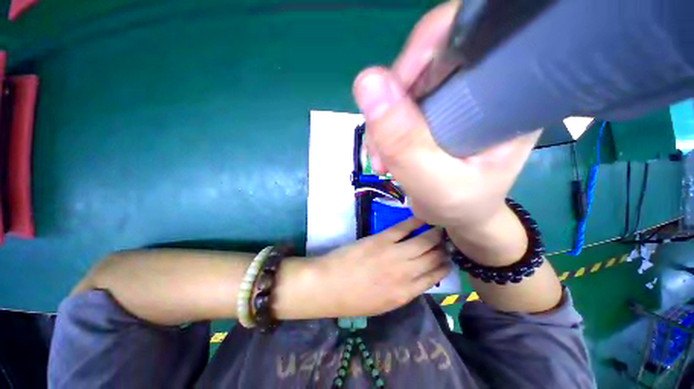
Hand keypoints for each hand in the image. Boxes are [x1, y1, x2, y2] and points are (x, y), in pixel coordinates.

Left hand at [309, 218, 449, 316]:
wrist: (329, 286)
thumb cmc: (353, 299)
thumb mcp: (383, 304)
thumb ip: (404, 291)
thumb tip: (418, 276)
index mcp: (406, 293)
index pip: (436, 276)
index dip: (445, 264)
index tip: (448, 256)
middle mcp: (406, 273)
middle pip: (434, 257)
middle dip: (444, 247)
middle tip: (446, 238)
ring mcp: (394, 254)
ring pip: (424, 241)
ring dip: (435, 232)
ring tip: (440, 225)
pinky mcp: (381, 240)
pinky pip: (404, 228)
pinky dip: (416, 222)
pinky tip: (423, 217)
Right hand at [352, 1, 540, 230]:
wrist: (460, 215)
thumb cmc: (461, 204)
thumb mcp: (433, 181)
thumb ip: (403, 141)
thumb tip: (366, 82)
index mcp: (505, 91)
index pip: (464, 35)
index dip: (420, 54)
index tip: (392, 100)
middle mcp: (483, 83)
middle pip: (425, 62)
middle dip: (392, 104)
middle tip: (381, 147)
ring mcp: (455, 96)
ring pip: (405, 87)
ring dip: (383, 123)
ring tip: (382, 160)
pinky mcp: (435, 111)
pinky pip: (399, 107)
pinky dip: (384, 130)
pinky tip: (383, 155)